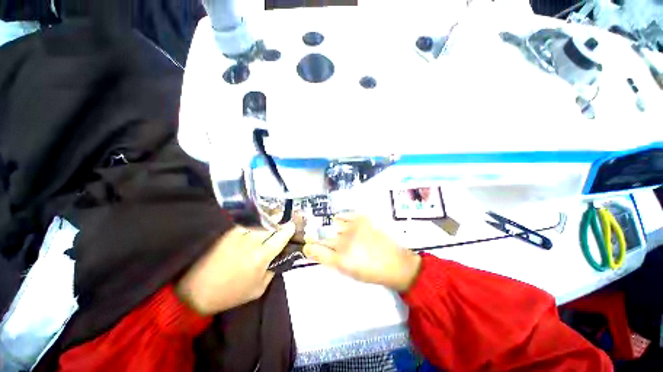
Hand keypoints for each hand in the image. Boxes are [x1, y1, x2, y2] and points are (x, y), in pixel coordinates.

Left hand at [176, 223, 295, 314]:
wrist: (197, 292)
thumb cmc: (231, 294)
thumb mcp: (258, 289)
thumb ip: (272, 270)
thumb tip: (278, 256)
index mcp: (262, 256)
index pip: (281, 236)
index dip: (289, 229)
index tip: (292, 225)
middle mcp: (252, 242)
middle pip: (272, 225)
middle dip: (281, 222)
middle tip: (284, 221)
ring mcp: (239, 235)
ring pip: (260, 222)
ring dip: (269, 220)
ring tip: (273, 218)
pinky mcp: (227, 233)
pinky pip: (246, 223)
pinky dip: (255, 222)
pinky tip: (258, 223)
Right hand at [304, 214, 420, 291]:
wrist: (395, 263)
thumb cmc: (371, 272)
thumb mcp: (349, 272)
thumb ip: (332, 261)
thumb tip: (318, 251)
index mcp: (341, 260)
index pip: (316, 251)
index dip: (309, 247)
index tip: (307, 246)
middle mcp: (344, 243)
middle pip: (322, 236)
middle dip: (314, 236)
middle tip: (312, 234)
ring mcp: (353, 229)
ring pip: (332, 224)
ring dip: (328, 227)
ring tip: (330, 228)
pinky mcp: (361, 220)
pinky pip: (343, 215)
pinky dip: (339, 218)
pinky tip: (339, 222)